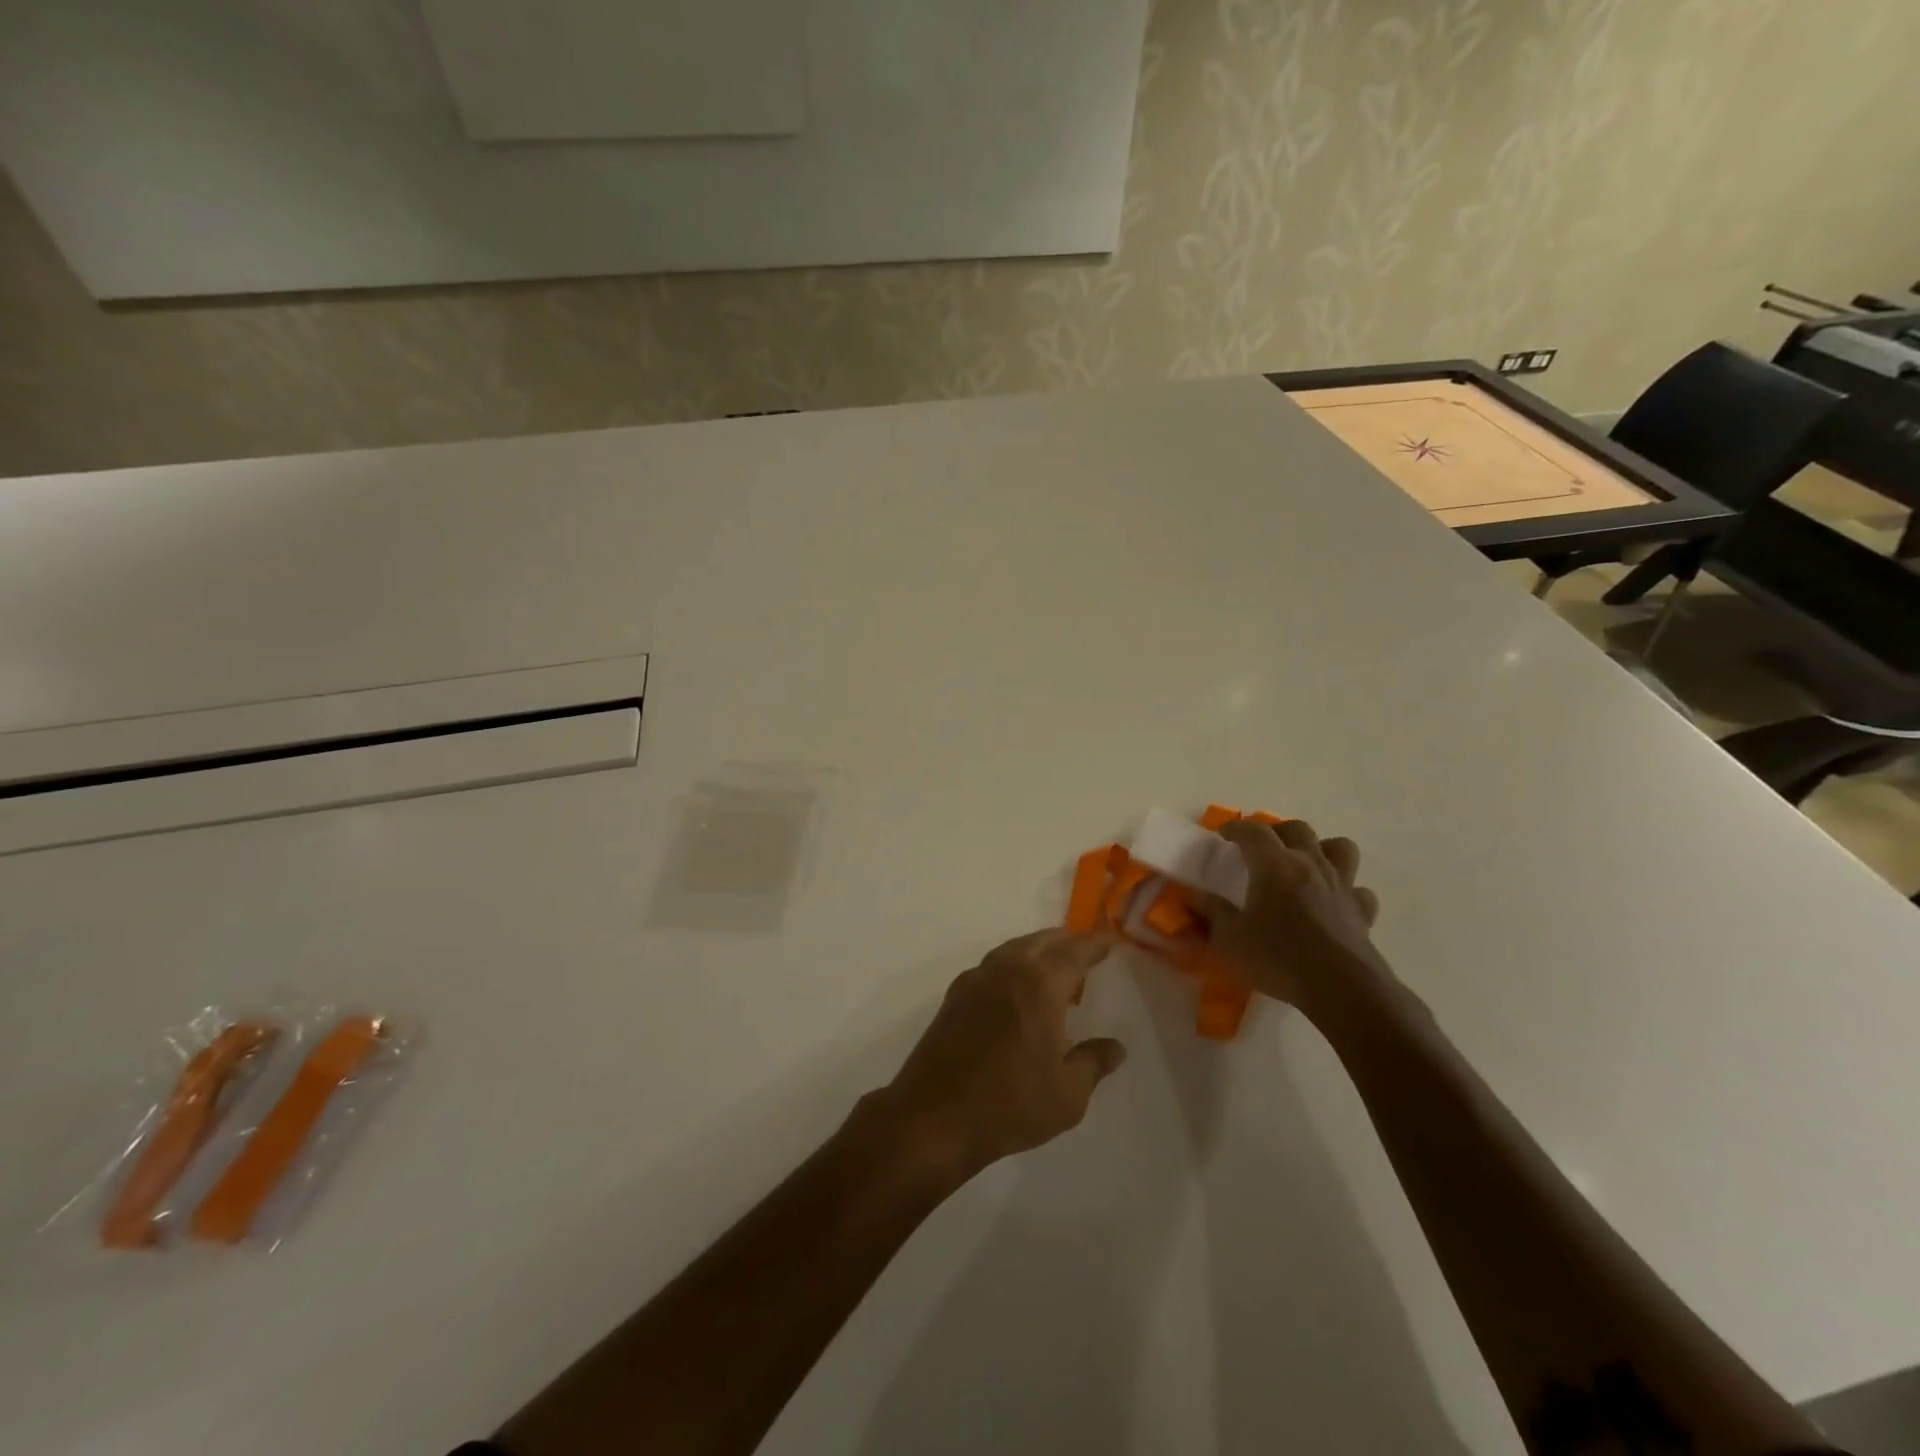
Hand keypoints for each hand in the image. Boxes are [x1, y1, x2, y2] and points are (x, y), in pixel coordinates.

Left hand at [876, 930, 1125, 1184]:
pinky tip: (1015, 990)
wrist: (934, 1117)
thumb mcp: (1068, 1094)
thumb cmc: (1009, 1104)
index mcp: (1039, 984)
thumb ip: (1094, 1062)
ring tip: (1055, 971)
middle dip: (1067, 942)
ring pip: (1014, 949)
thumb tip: (1116, 1047)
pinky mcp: (955, 996)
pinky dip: (1012, 966)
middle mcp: (1007, 969)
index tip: (1110, 941)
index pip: (1074, 951)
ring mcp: (976, 980)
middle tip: (1086, 953)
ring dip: (1037, 951)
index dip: (1095, 944)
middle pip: (1042, 941)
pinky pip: (992, 965)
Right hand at [1193, 818, 1389, 1012]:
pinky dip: (1347, 890)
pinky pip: (1358, 889)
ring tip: (1306, 864)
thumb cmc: (1278, 958)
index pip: (1253, 831)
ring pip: (1340, 848)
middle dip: (1277, 831)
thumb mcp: (1230, 939)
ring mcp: (1341, 886)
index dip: (1236, 828)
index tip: (1223, 834)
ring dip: (1322, 849)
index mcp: (1274, 865)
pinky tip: (1334, 902)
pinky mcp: (1362, 911)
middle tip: (1262, 847)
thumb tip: (1196, 897)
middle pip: (1298, 829)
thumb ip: (1212, 914)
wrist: (1340, 988)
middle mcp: (1310, 865)